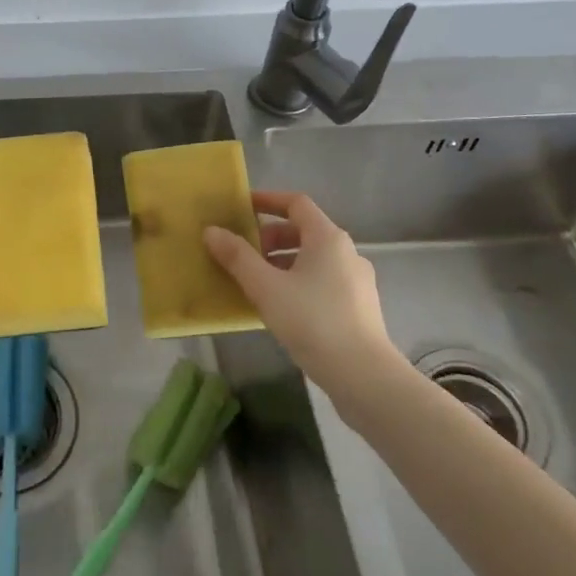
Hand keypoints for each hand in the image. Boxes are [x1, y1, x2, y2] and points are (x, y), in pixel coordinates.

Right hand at [203, 190, 408, 406]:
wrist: (363, 375)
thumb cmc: (312, 321)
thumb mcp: (266, 287)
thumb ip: (237, 257)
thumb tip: (212, 231)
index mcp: (328, 238)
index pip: (296, 203)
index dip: (268, 200)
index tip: (242, 207)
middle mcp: (347, 252)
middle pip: (305, 231)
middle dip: (270, 237)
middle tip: (243, 251)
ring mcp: (357, 280)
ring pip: (313, 259)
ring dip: (283, 262)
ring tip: (256, 282)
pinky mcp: (359, 307)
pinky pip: (323, 281)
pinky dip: (298, 281)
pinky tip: (281, 307)